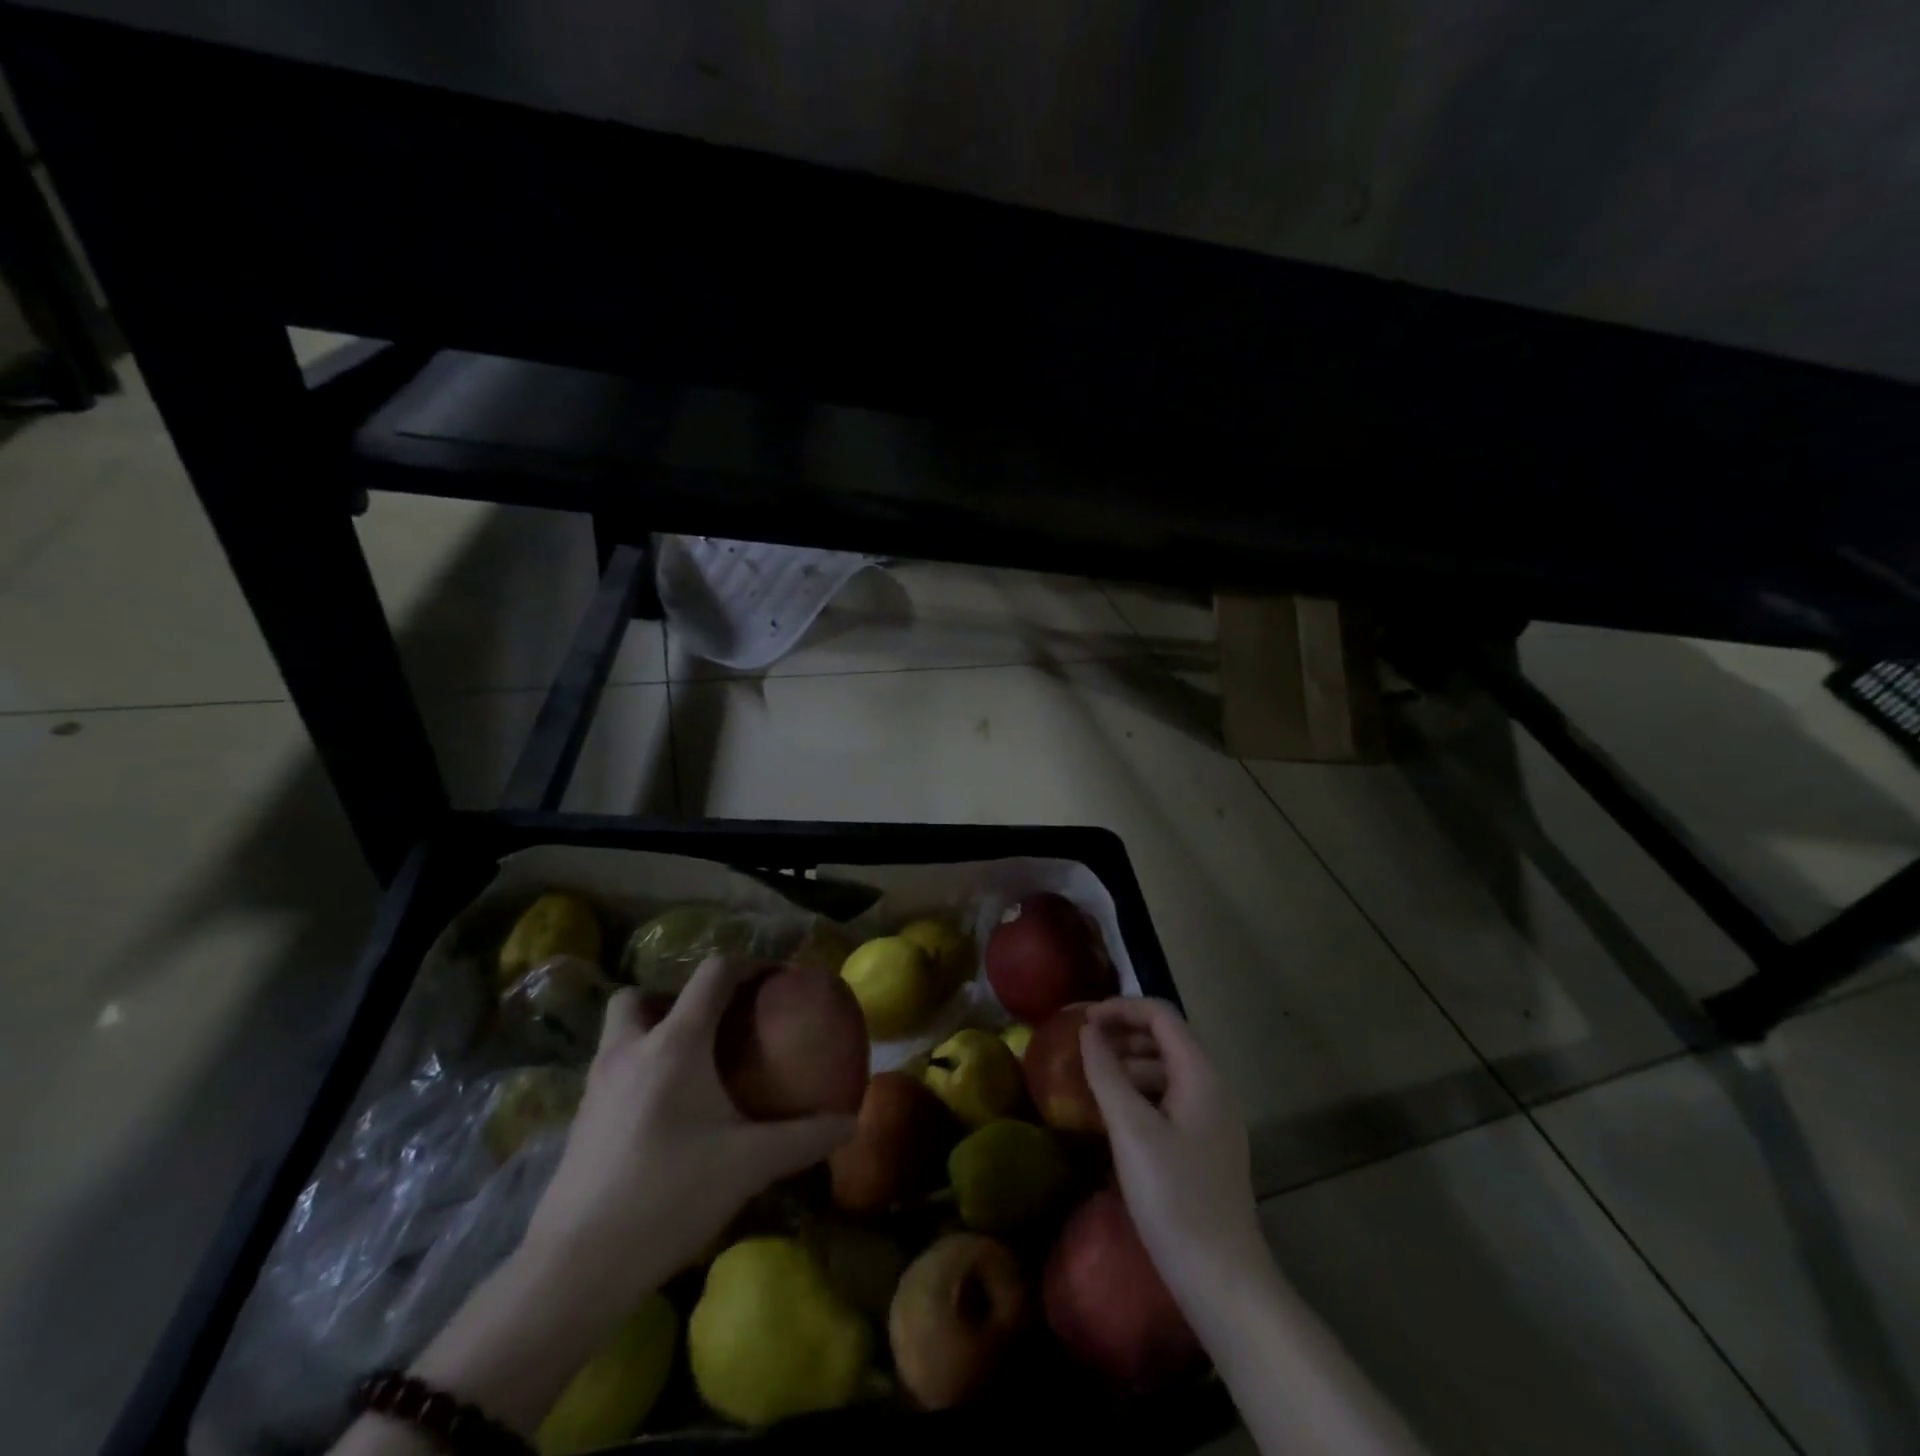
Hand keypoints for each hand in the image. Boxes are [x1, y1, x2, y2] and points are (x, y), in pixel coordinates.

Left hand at [522, 955, 856, 1312]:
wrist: (576, 1267)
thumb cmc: (669, 1195)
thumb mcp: (750, 1164)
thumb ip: (805, 1138)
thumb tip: (851, 1122)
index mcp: (675, 1043)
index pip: (712, 974)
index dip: (747, 965)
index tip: (775, 979)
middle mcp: (629, 1050)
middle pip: (640, 995)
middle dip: (673, 997)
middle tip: (709, 1024)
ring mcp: (596, 1086)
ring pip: (618, 1033)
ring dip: (650, 1033)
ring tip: (688, 1066)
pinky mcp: (579, 1122)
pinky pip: (611, 1072)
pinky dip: (637, 1072)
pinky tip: (663, 1114)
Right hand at [1079, 998, 1266, 1300]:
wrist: (1222, 1281)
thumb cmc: (1174, 1197)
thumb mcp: (1131, 1130)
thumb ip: (1106, 1074)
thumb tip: (1087, 1031)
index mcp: (1201, 1074)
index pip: (1160, 1015)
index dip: (1120, 1008)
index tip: (1082, 1022)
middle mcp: (1212, 1088)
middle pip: (1165, 1039)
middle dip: (1122, 1034)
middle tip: (1081, 1048)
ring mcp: (1211, 1120)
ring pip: (1165, 1071)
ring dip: (1128, 1065)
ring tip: (1090, 1080)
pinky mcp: (1204, 1147)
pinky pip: (1168, 1101)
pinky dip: (1139, 1094)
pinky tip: (1113, 1115)